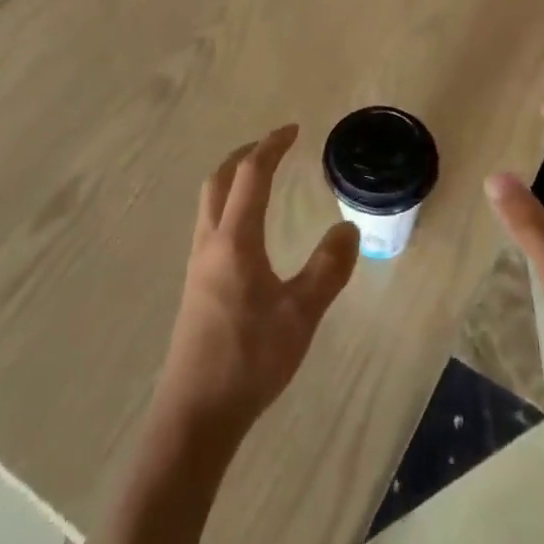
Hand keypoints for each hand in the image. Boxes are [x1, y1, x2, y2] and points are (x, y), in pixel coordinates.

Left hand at [156, 125, 360, 442]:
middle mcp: (210, 243)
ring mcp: (197, 264)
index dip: (272, 147)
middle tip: (273, 147)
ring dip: (232, 179)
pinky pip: (209, 225)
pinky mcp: (195, 285)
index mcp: (235, 241)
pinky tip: (248, 230)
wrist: (195, 413)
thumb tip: (349, 228)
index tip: (293, 130)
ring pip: (209, 202)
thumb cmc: (249, 360)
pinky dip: (228, 205)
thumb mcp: (301, 314)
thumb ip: (327, 269)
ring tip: (261, 179)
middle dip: (245, 155)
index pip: (251, 176)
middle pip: (219, 180)